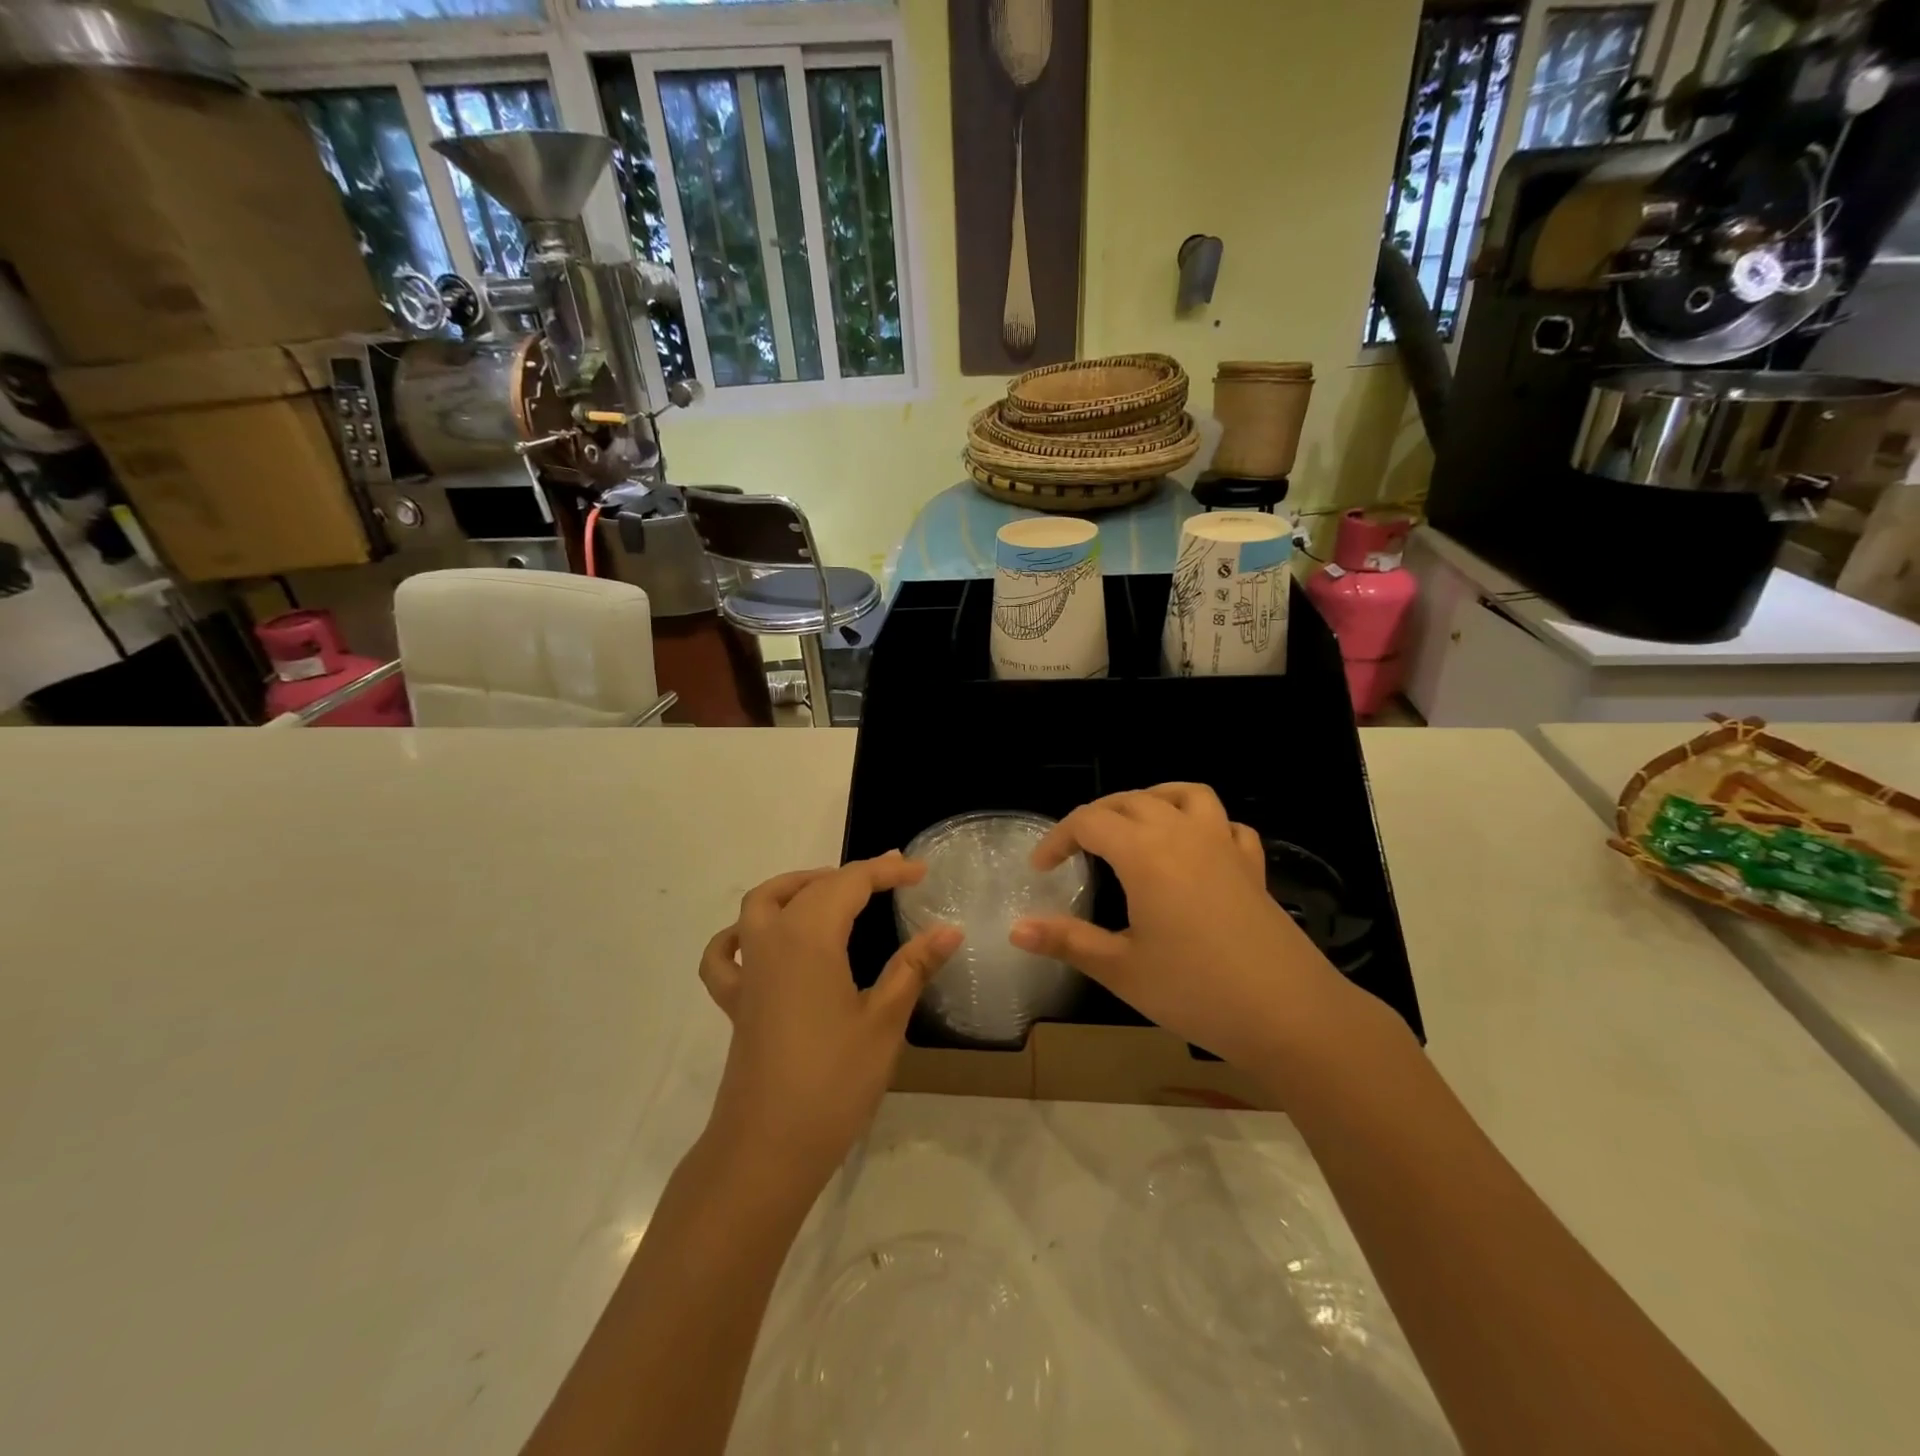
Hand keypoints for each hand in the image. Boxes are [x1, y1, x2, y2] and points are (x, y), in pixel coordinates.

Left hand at [698, 854, 961, 1189]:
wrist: (767, 1149)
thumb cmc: (833, 1082)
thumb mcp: (884, 1022)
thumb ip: (913, 967)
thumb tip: (950, 929)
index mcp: (809, 937)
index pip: (851, 883)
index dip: (887, 871)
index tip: (921, 871)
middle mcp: (772, 940)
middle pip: (811, 888)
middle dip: (852, 875)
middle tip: (892, 877)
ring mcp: (748, 971)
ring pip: (762, 904)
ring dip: (796, 887)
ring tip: (833, 893)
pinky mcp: (735, 1002)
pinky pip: (726, 954)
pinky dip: (740, 935)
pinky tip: (760, 941)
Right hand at [1009, 783, 1354, 1068]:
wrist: (1290, 1015)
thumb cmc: (1196, 991)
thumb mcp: (1121, 969)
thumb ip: (1067, 941)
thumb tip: (1015, 928)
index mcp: (1146, 853)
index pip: (1089, 822)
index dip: (1058, 838)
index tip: (1041, 869)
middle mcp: (1184, 834)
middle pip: (1131, 800)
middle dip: (1096, 816)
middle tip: (1076, 850)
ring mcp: (1224, 846)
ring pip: (1185, 794)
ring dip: (1152, 799)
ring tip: (1133, 825)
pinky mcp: (1252, 867)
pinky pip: (1226, 824)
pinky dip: (1204, 824)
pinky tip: (1195, 850)